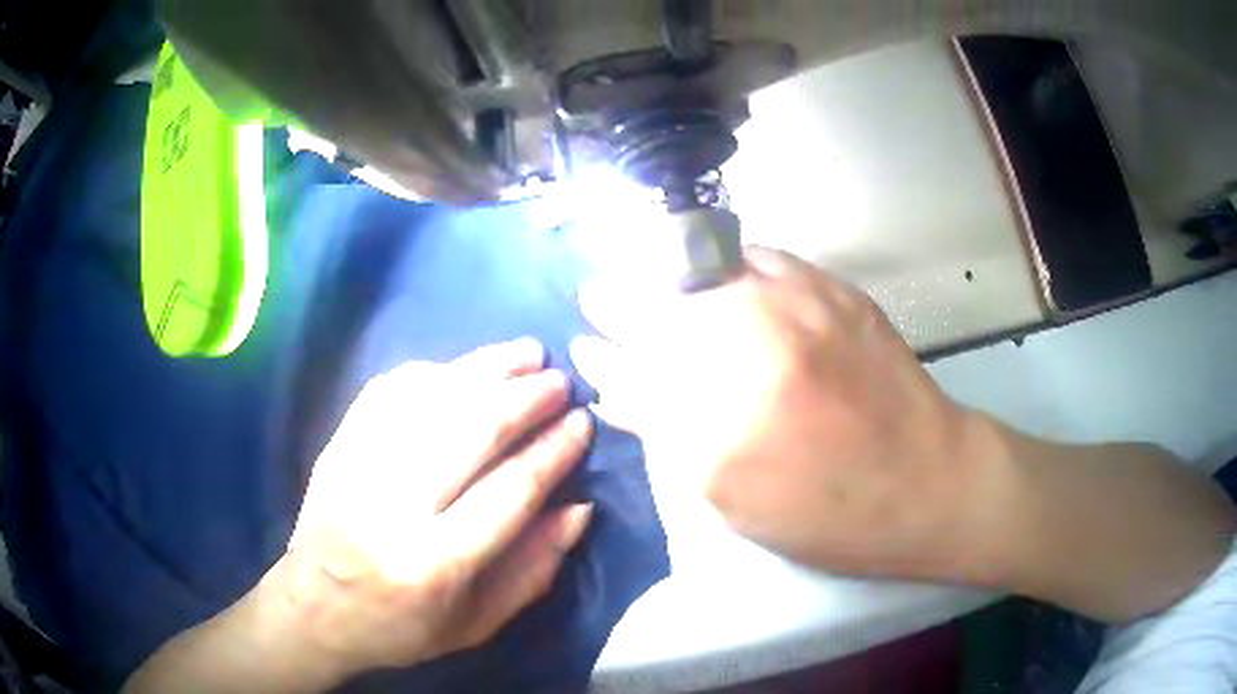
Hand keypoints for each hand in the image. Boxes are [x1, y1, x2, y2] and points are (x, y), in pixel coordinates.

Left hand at [272, 339, 593, 682]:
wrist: (314, 610)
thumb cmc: (402, 627)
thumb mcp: (478, 622)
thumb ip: (533, 569)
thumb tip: (578, 506)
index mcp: (432, 565)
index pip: (508, 492)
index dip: (553, 451)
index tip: (582, 423)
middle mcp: (390, 508)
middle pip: (469, 431)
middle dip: (524, 398)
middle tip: (560, 381)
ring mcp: (356, 467)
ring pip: (430, 398)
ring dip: (485, 369)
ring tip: (526, 354)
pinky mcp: (337, 446)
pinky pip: (388, 390)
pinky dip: (434, 372)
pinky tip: (464, 369)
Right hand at [571, 248, 995, 580]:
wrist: (927, 479)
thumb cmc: (828, 514)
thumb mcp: (734, 499)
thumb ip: (670, 436)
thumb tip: (621, 390)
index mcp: (721, 427)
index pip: (635, 374)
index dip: (603, 357)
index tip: (581, 344)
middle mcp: (752, 351)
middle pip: (659, 313)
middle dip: (616, 304)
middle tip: (594, 296)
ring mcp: (796, 307)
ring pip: (701, 272)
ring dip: (658, 274)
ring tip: (638, 275)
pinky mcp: (832, 288)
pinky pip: (758, 255)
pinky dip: (722, 259)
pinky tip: (709, 269)